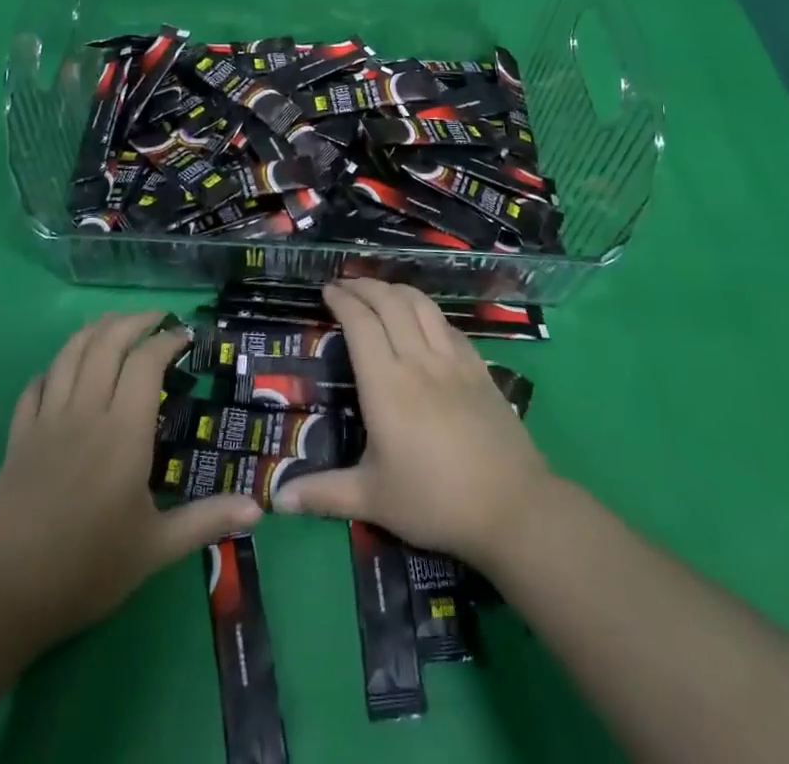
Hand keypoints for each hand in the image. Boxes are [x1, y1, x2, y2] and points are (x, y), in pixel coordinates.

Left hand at [0, 312, 260, 651]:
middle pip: (107, 342)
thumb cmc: (85, 569)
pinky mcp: (18, 438)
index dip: (167, 340)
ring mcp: (47, 421)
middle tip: (157, 319)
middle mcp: (85, 411)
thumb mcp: (155, 549)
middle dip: (134, 321)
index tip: (186, 337)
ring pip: (69, 353)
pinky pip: (35, 386)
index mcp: (123, 431)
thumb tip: (259, 508)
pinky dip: (53, 368)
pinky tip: (63, 371)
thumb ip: (206, 521)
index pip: (146, 362)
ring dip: (94, 330)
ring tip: (114, 324)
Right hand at [273, 279, 551, 567]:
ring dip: (396, 289)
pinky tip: (423, 318)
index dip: (343, 300)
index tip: (327, 290)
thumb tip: (277, 500)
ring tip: (380, 290)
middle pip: (390, 303)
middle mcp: (418, 360)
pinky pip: (448, 325)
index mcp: (386, 384)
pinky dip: (428, 311)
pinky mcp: (479, 368)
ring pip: (422, 305)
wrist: (511, 506)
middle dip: (365, 285)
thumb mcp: (373, 500)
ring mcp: (453, 360)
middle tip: (346, 284)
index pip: (361, 324)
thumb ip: (324, 493)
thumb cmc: (435, 500)